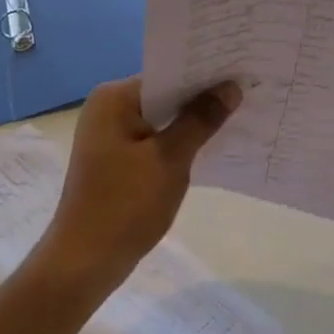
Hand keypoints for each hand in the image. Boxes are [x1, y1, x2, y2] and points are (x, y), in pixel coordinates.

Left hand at [33, 76, 241, 295]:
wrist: (85, 262)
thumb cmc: (126, 205)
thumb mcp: (170, 159)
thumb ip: (201, 119)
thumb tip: (231, 88)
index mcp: (114, 98)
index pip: (168, 73)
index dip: (205, 74)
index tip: (242, 71)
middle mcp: (107, 108)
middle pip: (165, 94)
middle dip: (202, 98)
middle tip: (248, 92)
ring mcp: (109, 134)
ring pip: (162, 118)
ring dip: (192, 121)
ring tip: (239, 115)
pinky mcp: (115, 158)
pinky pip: (154, 139)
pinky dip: (178, 141)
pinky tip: (210, 146)